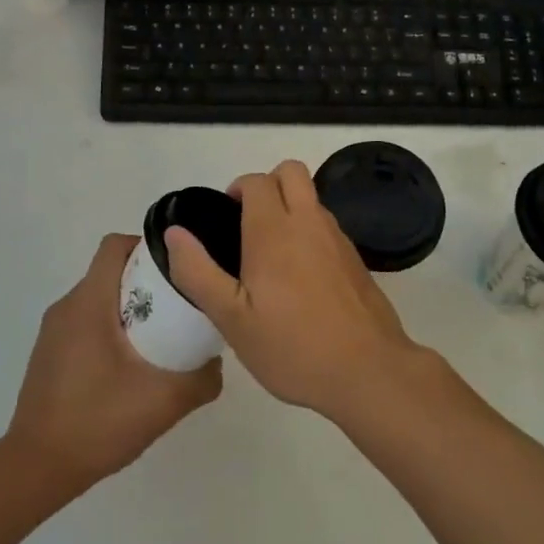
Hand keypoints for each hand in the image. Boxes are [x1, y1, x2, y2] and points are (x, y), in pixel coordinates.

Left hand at [6, 233, 221, 489]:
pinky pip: (86, 324)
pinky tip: (129, 369)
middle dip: (146, 282)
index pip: (115, 246)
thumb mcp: (164, 402)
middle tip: (178, 308)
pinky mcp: (49, 354)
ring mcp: (53, 332)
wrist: (37, 468)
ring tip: (160, 340)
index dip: (148, 247)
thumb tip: (216, 361)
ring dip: (129, 309)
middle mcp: (67, 307)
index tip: (177, 270)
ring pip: (99, 299)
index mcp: (89, 303)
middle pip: (110, 272)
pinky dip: (110, 330)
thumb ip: (201, 379)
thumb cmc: (98, 422)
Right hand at [163, 160, 417, 417]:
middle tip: (248, 225)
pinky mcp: (356, 259)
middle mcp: (309, 222)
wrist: (368, 371)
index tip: (225, 221)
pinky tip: (301, 279)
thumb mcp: (231, 319)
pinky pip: (326, 226)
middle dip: (267, 184)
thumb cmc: (292, 346)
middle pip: (291, 171)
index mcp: (274, 231)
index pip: (256, 181)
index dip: (237, 190)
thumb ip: (198, 272)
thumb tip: (175, 232)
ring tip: (271, 256)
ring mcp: (337, 239)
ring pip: (311, 198)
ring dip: (290, 207)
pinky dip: (309, 232)